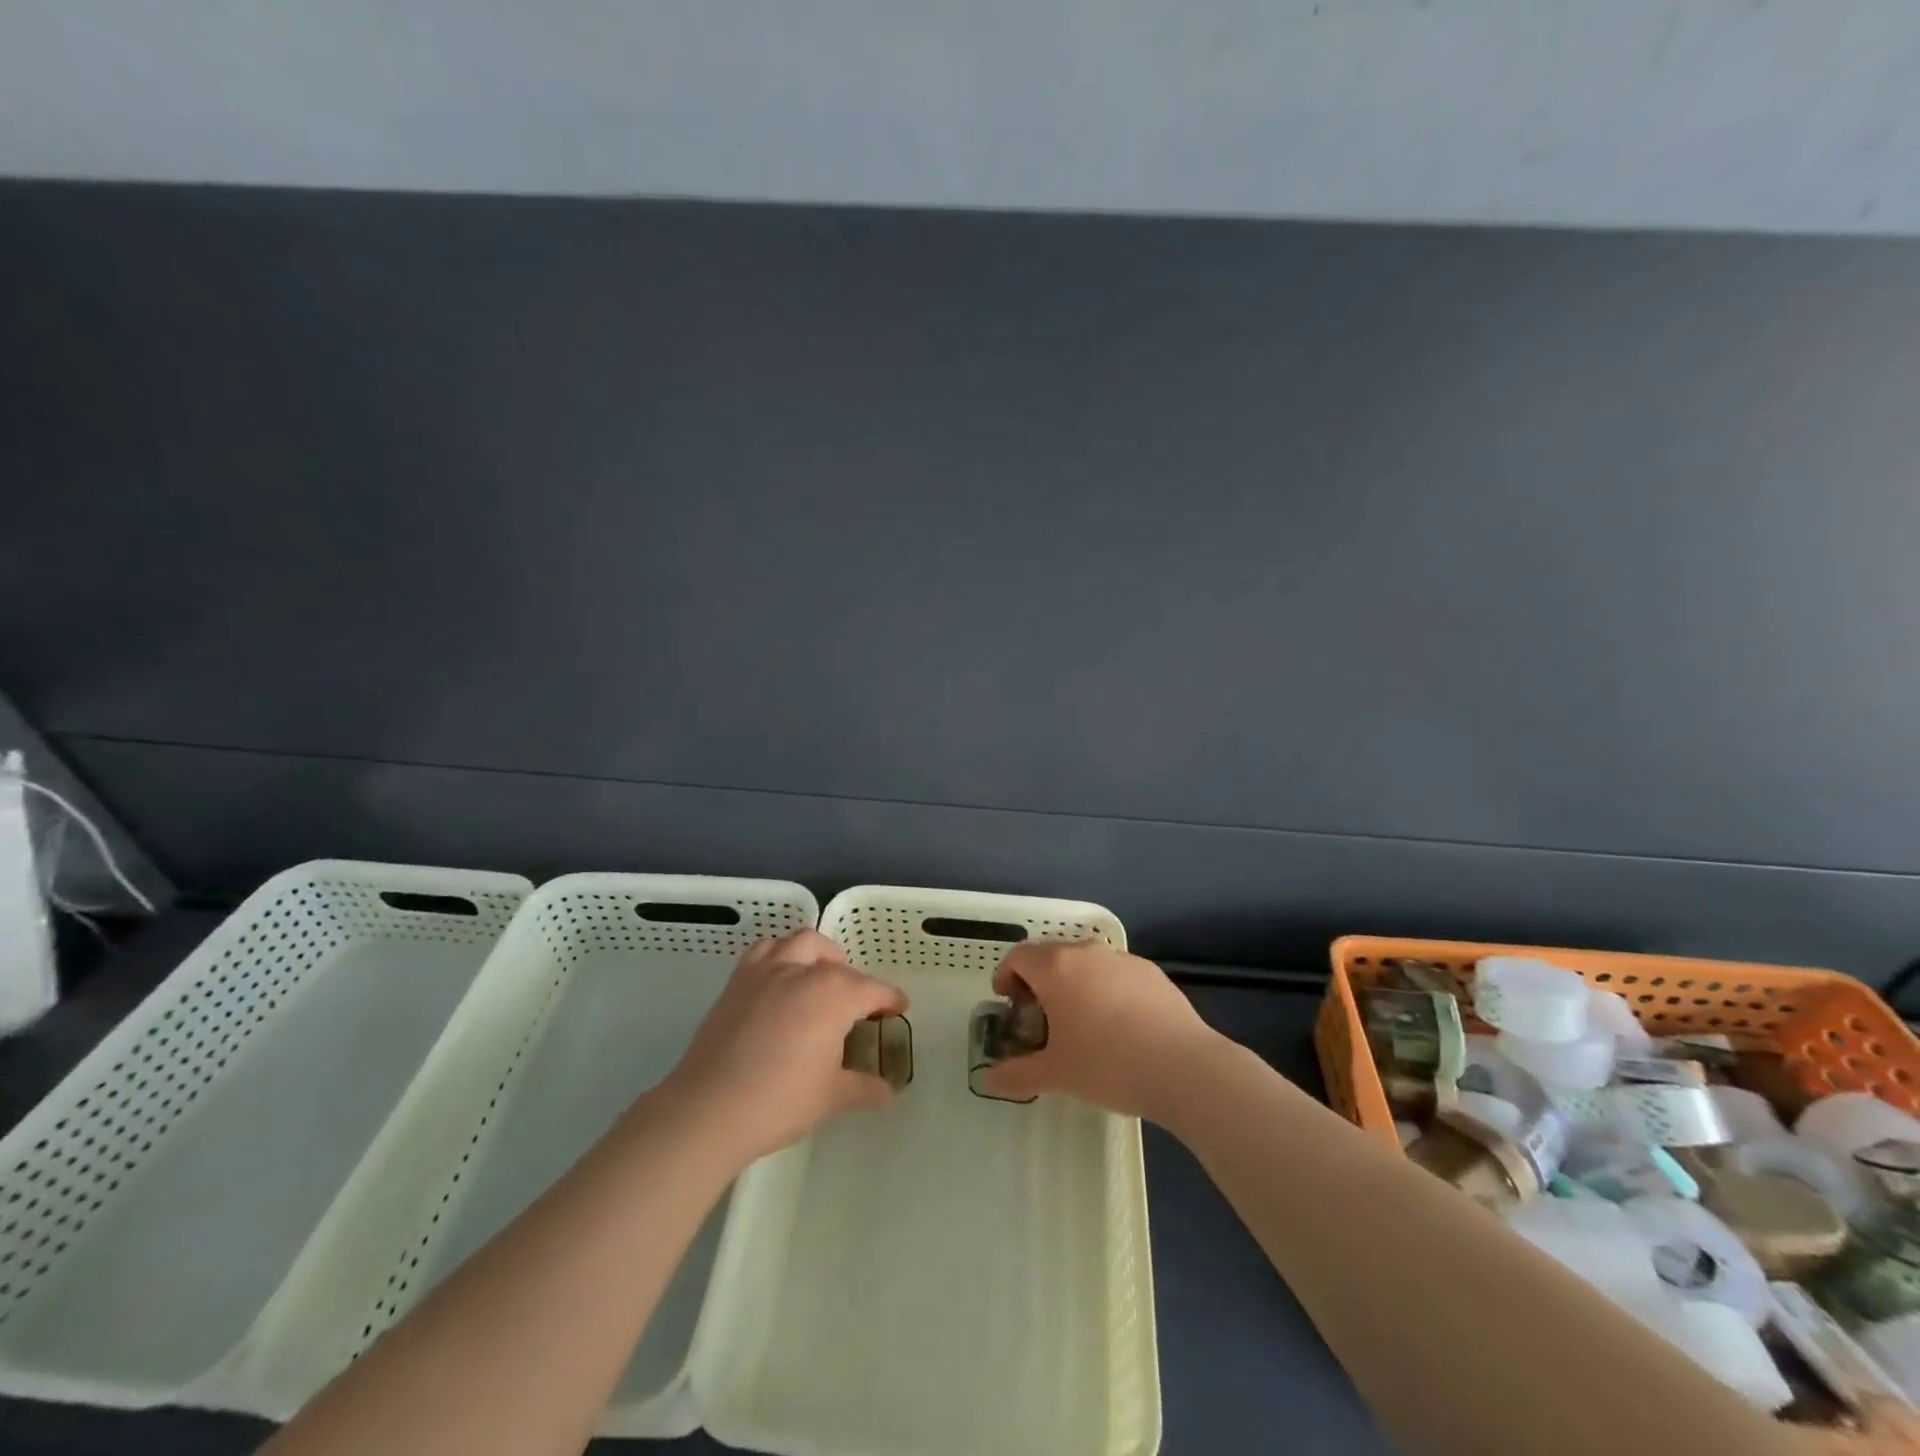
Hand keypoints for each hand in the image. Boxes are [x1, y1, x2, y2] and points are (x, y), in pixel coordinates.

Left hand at [660, 929, 907, 1164]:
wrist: (709, 1108)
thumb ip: (863, 1087)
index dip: (890, 999)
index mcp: (834, 994)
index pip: (872, 990)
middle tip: (856, 1006)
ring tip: (820, 979)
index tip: (899, 1008)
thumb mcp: (831, 1096)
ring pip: (801, 943)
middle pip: (837, 963)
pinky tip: (781, 980)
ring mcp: (767, 971)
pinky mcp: (738, 981)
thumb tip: (888, 1092)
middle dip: (853, 979)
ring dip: (818, 955)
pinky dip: (780, 956)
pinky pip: (764, 951)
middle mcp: (803, 971)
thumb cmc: (780, 1101)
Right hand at [977, 939, 1219, 1119]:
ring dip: (1073, 983)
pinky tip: (1119, 1026)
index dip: (1006, 976)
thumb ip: (1017, 1075)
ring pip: (1085, 963)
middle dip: (1039, 981)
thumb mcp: (1056, 1074)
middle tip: (1040, 1017)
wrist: (1182, 1066)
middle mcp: (1086, 952)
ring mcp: (1122, 959)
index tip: (1009, 1002)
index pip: (1018, 956)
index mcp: (1056, 967)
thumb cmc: (1107, 1064)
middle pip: (1051, 955)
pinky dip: (1105, 989)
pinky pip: (1115, 973)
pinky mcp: (1151, 972)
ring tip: (1080, 1022)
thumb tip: (990, 1080)